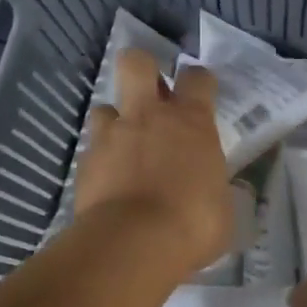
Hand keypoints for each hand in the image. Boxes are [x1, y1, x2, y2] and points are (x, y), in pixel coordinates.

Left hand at [75, 47, 232, 278]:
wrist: (133, 244)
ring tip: (124, 145)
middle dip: (142, 69)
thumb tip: (212, 190)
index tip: (200, 95)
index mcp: (191, 122)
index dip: (199, 81)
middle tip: (151, 95)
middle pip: (136, 63)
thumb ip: (213, 187)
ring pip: (104, 106)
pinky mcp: (85, 161)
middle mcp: (149, 116)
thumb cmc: (193, 225)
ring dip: (115, 121)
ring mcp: (112, 135)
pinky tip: (108, 181)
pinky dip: (100, 159)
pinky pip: (92, 148)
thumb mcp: (222, 208)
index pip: (197, 78)